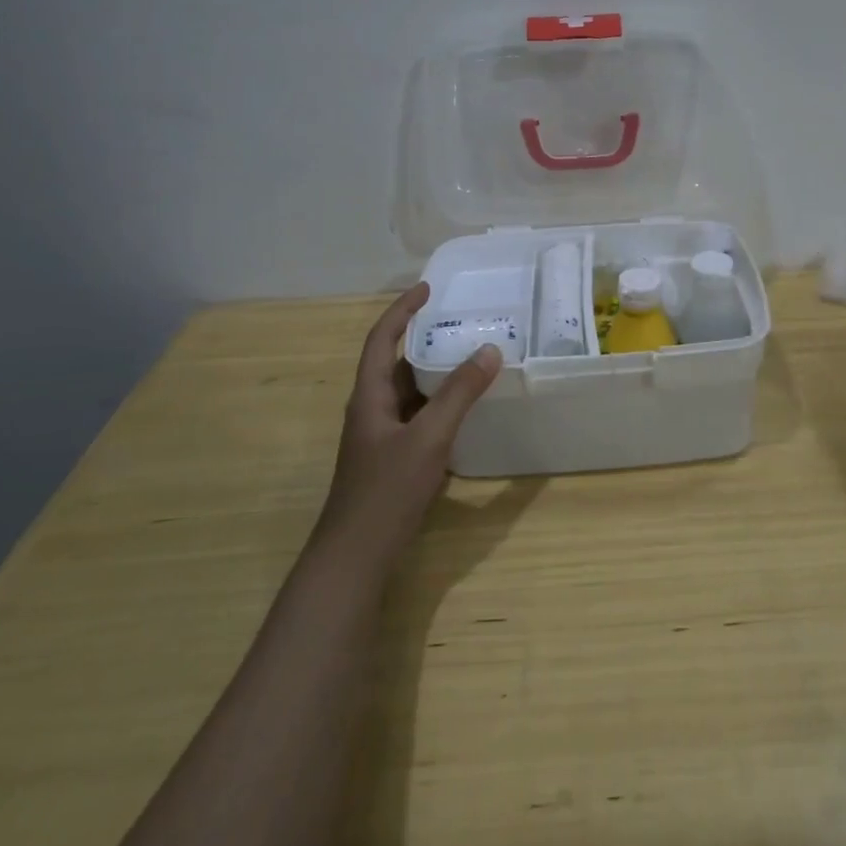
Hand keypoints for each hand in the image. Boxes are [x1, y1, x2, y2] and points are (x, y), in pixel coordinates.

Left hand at [313, 283, 502, 563]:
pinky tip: (464, 407)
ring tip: (469, 355)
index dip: (402, 310)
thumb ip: (459, 394)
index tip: (428, 288)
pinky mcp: (392, 457)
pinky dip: (439, 402)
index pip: (382, 338)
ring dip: (434, 371)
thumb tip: (490, 350)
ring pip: (408, 390)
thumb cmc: (386, 491)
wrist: (355, 557)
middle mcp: (371, 409)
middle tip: (461, 321)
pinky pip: (417, 415)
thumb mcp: (428, 438)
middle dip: (425, 337)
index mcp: (369, 395)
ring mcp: (380, 436)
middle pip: (396, 361)